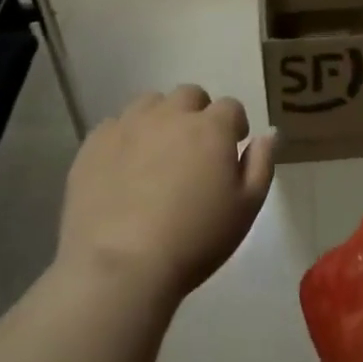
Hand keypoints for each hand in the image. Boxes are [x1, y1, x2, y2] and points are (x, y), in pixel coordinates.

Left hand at [56, 86, 276, 302]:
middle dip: (197, 114)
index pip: (231, 107)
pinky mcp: (93, 144)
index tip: (231, 151)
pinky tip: (123, 168)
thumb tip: (268, 135)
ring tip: (157, 154)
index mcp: (211, 128)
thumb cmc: (195, 239)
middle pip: (189, 95)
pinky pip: (114, 125)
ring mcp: (128, 125)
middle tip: (195, 150)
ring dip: (160, 119)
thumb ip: (261, 164)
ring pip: (150, 103)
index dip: (234, 127)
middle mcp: (170, 115)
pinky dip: (125, 138)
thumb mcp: (246, 208)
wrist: (121, 266)